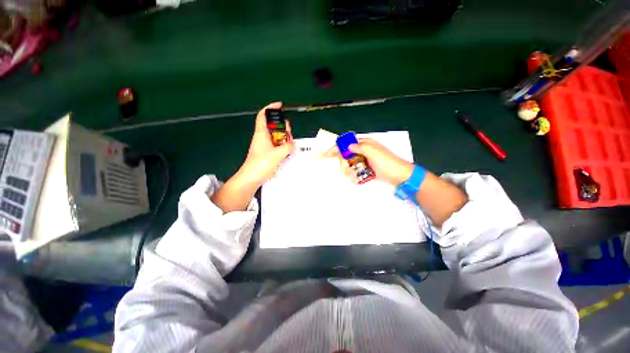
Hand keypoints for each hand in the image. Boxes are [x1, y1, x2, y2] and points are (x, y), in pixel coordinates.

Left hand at [211, 102, 294, 212]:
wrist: (251, 178)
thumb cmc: (260, 164)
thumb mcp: (276, 154)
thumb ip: (287, 147)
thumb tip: (293, 144)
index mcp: (261, 134)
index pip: (263, 116)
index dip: (270, 108)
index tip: (279, 106)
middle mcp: (263, 138)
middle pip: (273, 126)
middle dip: (282, 127)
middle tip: (289, 133)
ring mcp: (265, 146)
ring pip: (276, 137)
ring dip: (284, 138)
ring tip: (290, 144)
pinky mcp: (267, 154)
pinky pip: (277, 146)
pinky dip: (283, 146)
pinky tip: (288, 151)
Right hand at [325, 138, 412, 185]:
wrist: (400, 176)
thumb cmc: (387, 163)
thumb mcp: (374, 153)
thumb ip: (360, 147)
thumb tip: (349, 146)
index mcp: (365, 144)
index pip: (347, 143)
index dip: (337, 148)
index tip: (327, 155)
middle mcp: (363, 151)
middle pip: (346, 155)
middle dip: (344, 164)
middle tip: (347, 171)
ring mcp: (364, 160)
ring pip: (349, 164)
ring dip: (349, 171)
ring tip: (354, 177)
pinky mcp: (366, 168)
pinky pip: (355, 170)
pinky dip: (353, 174)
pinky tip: (356, 179)